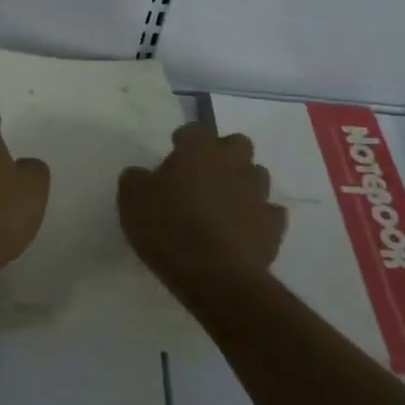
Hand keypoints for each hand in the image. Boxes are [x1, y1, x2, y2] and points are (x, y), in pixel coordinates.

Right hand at [118, 123, 285, 299]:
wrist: (213, 275)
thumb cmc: (168, 226)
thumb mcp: (131, 198)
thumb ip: (137, 179)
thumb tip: (143, 175)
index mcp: (199, 150)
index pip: (195, 129)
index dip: (184, 139)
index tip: (174, 151)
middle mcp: (233, 164)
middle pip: (238, 144)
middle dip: (224, 153)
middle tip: (204, 173)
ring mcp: (258, 195)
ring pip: (257, 175)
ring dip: (243, 183)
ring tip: (224, 202)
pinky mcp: (273, 228)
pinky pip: (270, 214)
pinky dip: (258, 217)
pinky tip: (243, 229)